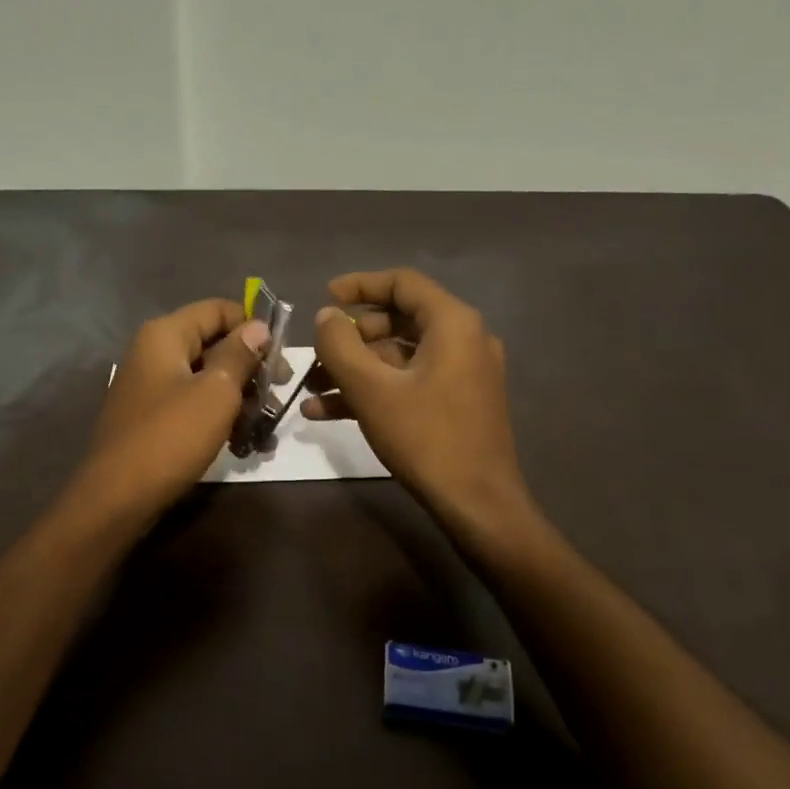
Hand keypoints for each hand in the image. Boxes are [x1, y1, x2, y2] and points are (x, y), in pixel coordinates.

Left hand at [82, 299, 268, 518]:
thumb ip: (239, 355)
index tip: (283, 355)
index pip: (218, 309)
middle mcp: (154, 352)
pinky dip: (218, 417)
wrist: (117, 499)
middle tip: (279, 393)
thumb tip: (258, 327)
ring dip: (240, 398)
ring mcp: (151, 386)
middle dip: (250, 367)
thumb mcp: (216, 393)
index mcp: (165, 335)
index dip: (253, 326)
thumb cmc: (171, 437)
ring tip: (266, 426)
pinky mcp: (153, 417)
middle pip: (214, 343)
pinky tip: (243, 444)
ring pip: (207, 378)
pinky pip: (193, 405)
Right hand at [306, 269, 532, 527]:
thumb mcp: (372, 389)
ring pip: (398, 357)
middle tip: (315, 355)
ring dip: (354, 369)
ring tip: (310, 389)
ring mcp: (462, 373)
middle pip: (397, 321)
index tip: (324, 297)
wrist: (478, 505)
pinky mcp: (457, 403)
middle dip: (349, 338)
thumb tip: (325, 316)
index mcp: (452, 324)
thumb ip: (341, 345)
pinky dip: (373, 390)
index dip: (360, 285)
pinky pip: (408, 383)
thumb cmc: (426, 438)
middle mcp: (463, 340)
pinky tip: (327, 412)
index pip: (402, 283)